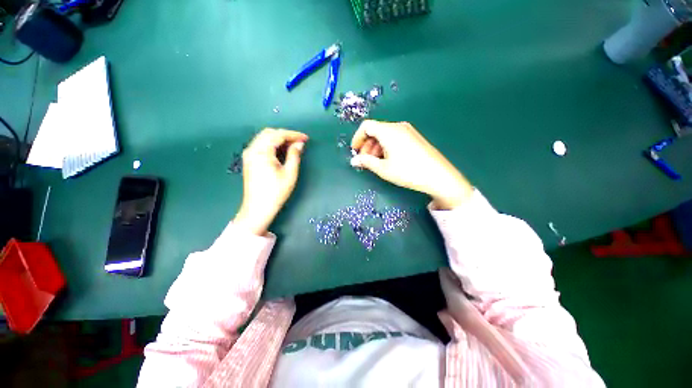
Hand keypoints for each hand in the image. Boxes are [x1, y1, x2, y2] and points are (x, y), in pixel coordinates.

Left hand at [233, 128, 307, 234]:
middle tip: (299, 142)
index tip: (306, 138)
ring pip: (264, 138)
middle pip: (269, 133)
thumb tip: (299, 144)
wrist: (258, 208)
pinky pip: (261, 145)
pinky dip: (272, 144)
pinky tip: (281, 151)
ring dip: (279, 139)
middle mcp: (252, 149)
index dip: (293, 134)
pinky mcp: (249, 160)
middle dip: (285, 135)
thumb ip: (294, 155)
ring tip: (293, 146)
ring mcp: (248, 154)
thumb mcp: (290, 173)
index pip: (278, 135)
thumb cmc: (276, 192)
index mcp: (261, 151)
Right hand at [350, 120, 472, 209]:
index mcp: (389, 131)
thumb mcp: (383, 169)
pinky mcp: (414, 137)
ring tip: (376, 162)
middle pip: (376, 130)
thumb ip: (366, 162)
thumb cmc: (408, 171)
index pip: (366, 126)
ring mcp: (408, 131)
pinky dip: (386, 146)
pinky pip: (394, 137)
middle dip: (367, 145)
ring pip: (385, 134)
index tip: (355, 151)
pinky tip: (388, 159)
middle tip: (365, 160)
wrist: (438, 175)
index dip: (357, 138)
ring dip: (376, 147)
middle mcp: (398, 126)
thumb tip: (354, 161)